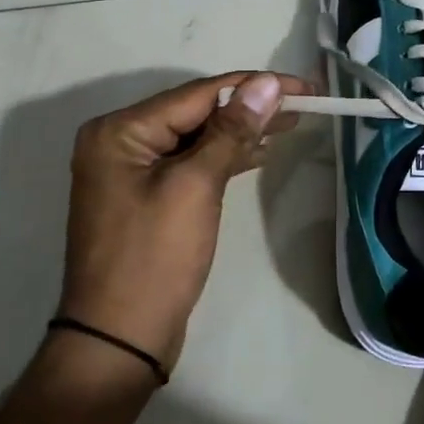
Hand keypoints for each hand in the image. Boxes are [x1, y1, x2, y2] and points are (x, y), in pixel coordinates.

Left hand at [59, 72, 309, 375]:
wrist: (119, 340)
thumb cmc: (155, 258)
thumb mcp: (195, 186)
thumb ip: (231, 130)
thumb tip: (265, 84)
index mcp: (121, 131)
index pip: (199, 94)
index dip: (254, 87)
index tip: (302, 85)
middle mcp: (120, 141)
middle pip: (197, 111)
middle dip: (250, 107)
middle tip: (305, 103)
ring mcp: (131, 171)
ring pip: (197, 136)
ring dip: (242, 131)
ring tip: (292, 123)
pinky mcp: (147, 196)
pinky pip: (191, 162)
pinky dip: (225, 157)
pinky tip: (260, 152)